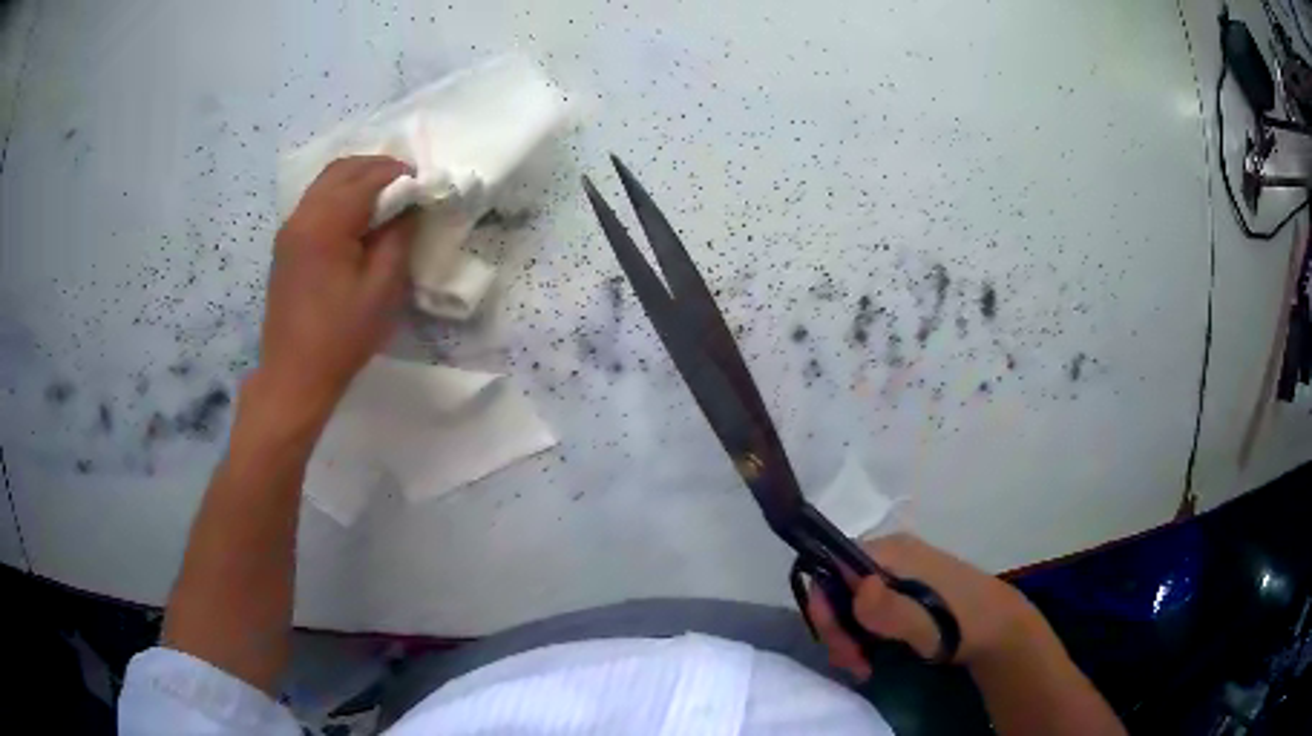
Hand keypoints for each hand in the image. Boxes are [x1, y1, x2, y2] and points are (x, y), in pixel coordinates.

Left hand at [254, 156, 418, 428]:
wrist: (293, 375)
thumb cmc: (340, 338)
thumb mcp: (381, 290)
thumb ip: (397, 239)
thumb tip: (409, 207)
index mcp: (325, 224)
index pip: (366, 179)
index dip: (398, 175)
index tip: (423, 184)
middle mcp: (302, 216)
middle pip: (342, 170)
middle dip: (377, 168)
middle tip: (406, 184)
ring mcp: (290, 229)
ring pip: (326, 182)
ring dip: (357, 179)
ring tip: (385, 198)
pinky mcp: (286, 244)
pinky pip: (315, 201)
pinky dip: (340, 196)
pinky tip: (357, 218)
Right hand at [808, 533, 1040, 677]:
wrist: (999, 629)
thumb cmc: (961, 623)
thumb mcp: (923, 622)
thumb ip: (888, 608)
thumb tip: (857, 587)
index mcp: (892, 551)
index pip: (833, 566)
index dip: (825, 604)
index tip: (837, 644)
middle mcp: (890, 555)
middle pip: (839, 587)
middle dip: (837, 629)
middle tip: (851, 664)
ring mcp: (899, 573)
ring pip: (851, 602)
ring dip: (849, 638)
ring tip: (862, 667)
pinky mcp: (905, 592)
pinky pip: (869, 610)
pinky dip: (863, 636)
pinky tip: (872, 657)